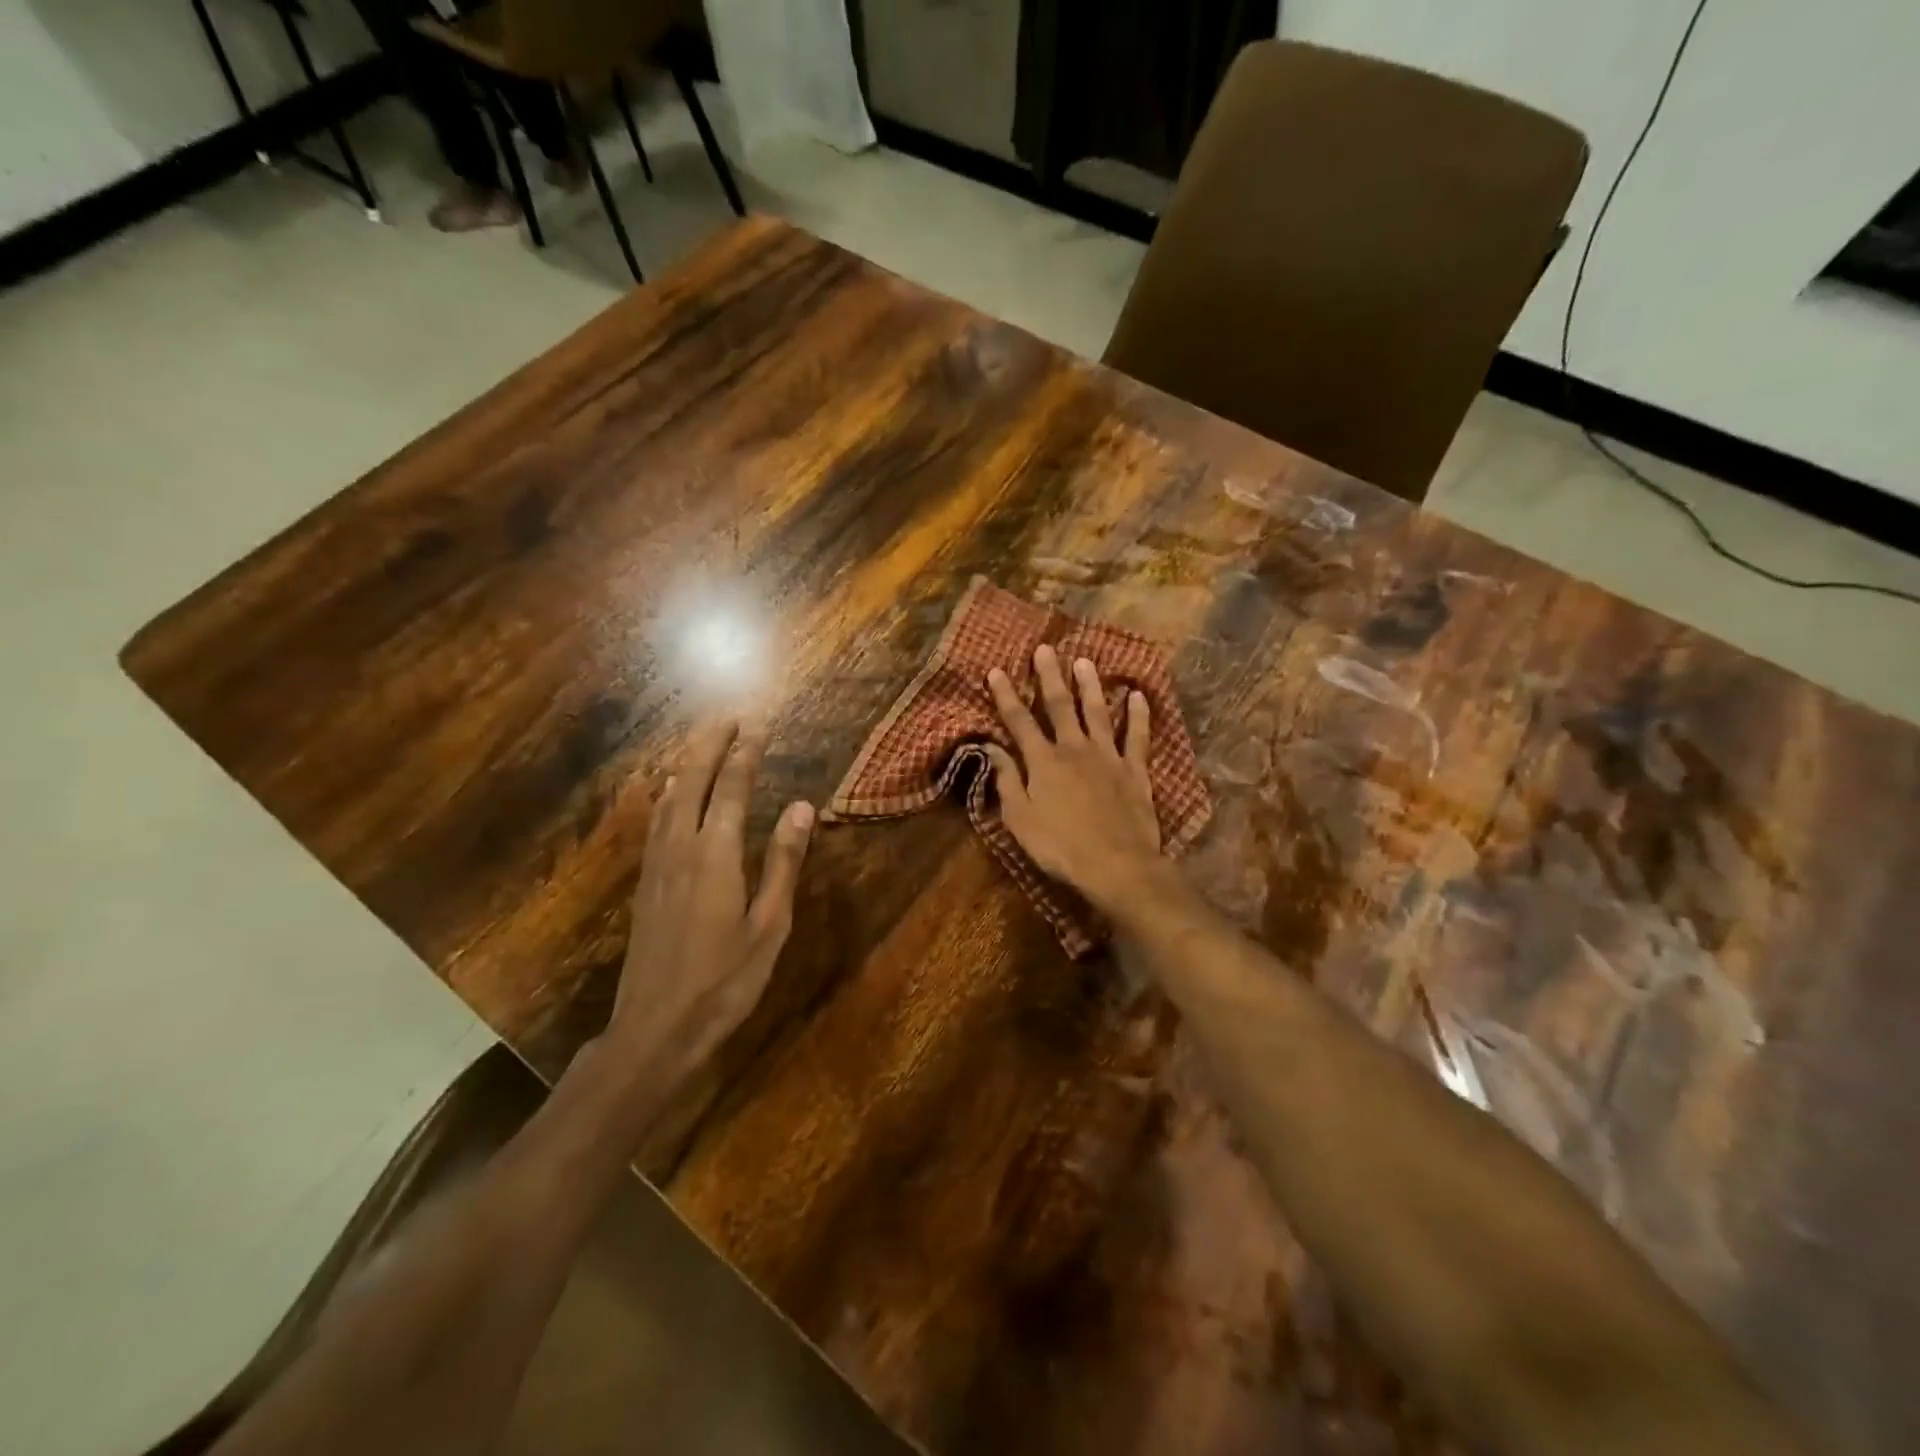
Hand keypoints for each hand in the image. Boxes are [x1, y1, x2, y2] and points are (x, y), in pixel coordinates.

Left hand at [606, 720, 813, 1084]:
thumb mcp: (769, 925)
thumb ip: (783, 862)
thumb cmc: (725, 980)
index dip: (745, 754)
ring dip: (687, 765)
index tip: (757, 725)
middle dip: (709, 746)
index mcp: (715, 855)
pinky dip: (668, 794)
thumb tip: (802, 807)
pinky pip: (656, 822)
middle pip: (692, 782)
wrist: (655, 1029)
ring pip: (668, 799)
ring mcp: (656, 866)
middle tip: (727, 719)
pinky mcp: (645, 884)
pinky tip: (670, 796)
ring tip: (702, 744)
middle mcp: (680, 849)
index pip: (732, 789)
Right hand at [984, 644, 1167, 915]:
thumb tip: (991, 748)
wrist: (1116, 865)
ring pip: (1097, 712)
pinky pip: (1137, 736)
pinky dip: (1137, 715)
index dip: (1006, 696)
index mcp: (1043, 762)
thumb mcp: (1020, 819)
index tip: (996, 670)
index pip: (1019, 722)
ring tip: (1085, 661)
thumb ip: (1007, 781)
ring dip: (1089, 686)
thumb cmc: (1060, 846)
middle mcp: (1074, 749)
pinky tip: (1137, 695)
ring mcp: (1108, 756)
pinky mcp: (1135, 770)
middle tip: (1045, 648)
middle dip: (1050, 676)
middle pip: (1059, 706)